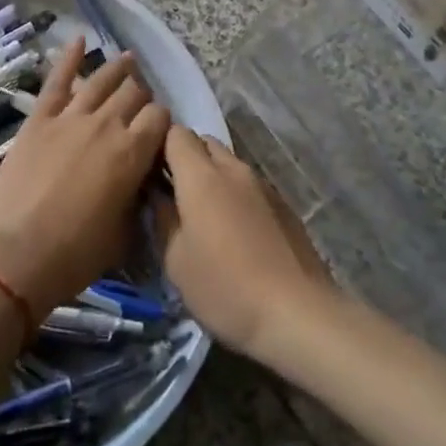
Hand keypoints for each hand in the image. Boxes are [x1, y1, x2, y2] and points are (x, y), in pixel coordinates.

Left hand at [0, 38, 169, 320]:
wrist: (14, 256)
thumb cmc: (74, 255)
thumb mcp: (123, 234)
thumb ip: (137, 200)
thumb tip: (140, 185)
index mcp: (133, 153)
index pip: (160, 118)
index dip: (162, 122)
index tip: (159, 133)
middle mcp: (107, 125)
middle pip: (134, 94)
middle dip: (142, 96)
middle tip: (140, 104)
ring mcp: (70, 118)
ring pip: (102, 81)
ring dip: (119, 68)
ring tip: (129, 59)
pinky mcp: (38, 120)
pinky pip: (57, 81)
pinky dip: (69, 57)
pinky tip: (79, 39)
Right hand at [155, 127, 336, 360]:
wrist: (296, 311)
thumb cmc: (224, 287)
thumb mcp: (176, 260)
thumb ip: (162, 218)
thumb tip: (156, 194)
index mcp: (202, 176)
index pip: (176, 134)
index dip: (159, 146)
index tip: (149, 171)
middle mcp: (234, 169)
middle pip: (204, 143)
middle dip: (186, 158)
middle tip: (173, 194)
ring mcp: (262, 184)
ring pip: (229, 163)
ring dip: (212, 176)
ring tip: (203, 215)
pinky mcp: (283, 203)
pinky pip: (249, 184)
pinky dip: (235, 194)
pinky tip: (235, 231)